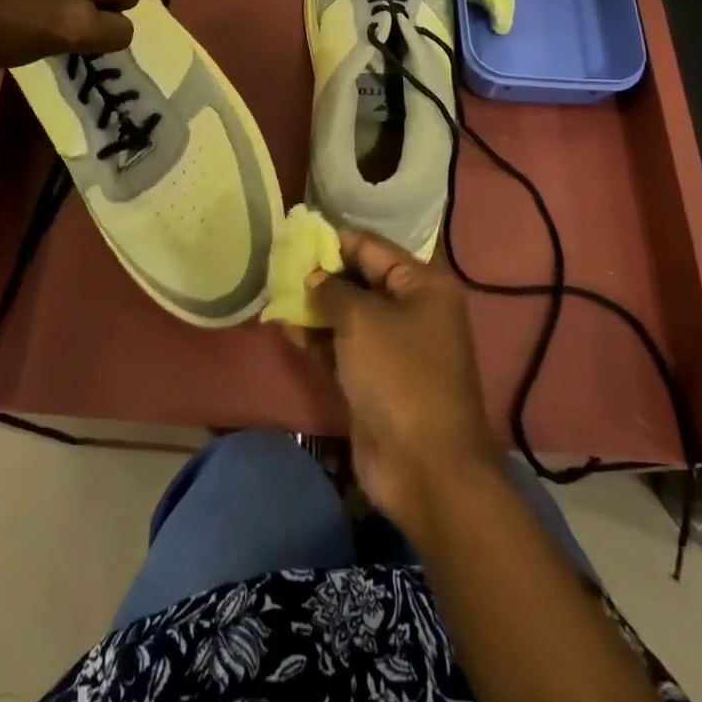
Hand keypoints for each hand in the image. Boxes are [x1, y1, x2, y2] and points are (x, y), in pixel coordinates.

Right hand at [308, 229, 499, 535]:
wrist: (425, 467)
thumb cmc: (398, 376)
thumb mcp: (361, 320)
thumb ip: (332, 289)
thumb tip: (314, 278)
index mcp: (423, 284)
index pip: (371, 247)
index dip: (332, 240)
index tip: (294, 235)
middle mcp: (413, 308)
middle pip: (360, 279)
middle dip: (321, 274)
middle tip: (279, 264)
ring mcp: (395, 346)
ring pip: (349, 314)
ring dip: (315, 306)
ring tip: (276, 293)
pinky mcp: (377, 378)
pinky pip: (344, 346)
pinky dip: (318, 337)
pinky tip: (286, 327)